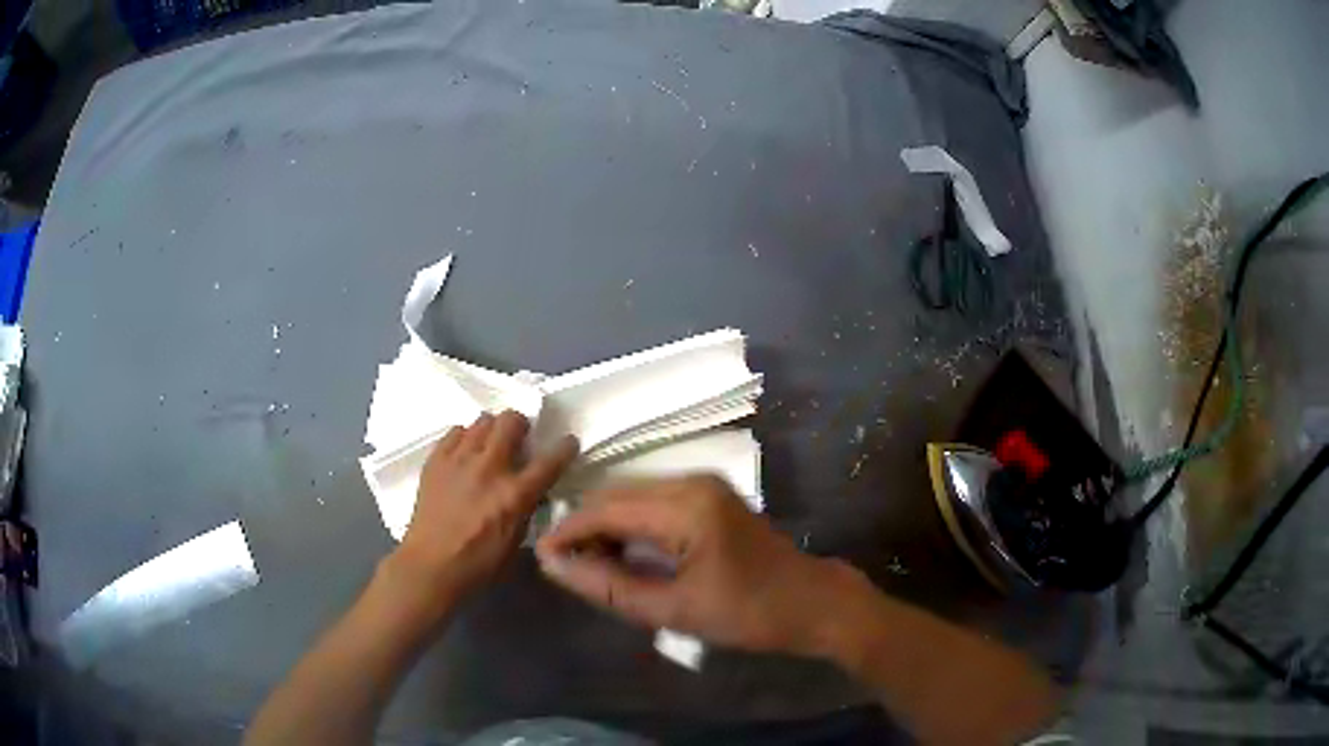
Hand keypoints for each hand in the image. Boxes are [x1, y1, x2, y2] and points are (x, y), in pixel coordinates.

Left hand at [393, 411, 577, 602]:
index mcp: (515, 494)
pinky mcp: (436, 460)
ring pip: (483, 421)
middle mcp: (489, 468)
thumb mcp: (516, 540)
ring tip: (489, 444)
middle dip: (520, 424)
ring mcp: (460, 460)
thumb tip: (532, 491)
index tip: (568, 441)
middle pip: (511, 422)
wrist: (431, 565)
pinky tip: (464, 453)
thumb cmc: (479, 563)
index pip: (549, 460)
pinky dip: (465, 437)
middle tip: (519, 437)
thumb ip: (526, 509)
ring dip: (492, 429)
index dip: (564, 447)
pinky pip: (455, 432)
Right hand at [535, 475, 849, 655]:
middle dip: (585, 527)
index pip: (606, 508)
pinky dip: (632, 525)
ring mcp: (704, 484)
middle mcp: (691, 481)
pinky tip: (625, 554)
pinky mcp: (710, 495)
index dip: (568, 531)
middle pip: (617, 495)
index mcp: (685, 506)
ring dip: (608, 526)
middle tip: (565, 567)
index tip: (540, 558)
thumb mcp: (673, 610)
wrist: (812, 603)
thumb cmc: (747, 613)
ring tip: (590, 566)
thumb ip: (609, 586)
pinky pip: (655, 501)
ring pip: (633, 495)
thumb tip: (555, 566)